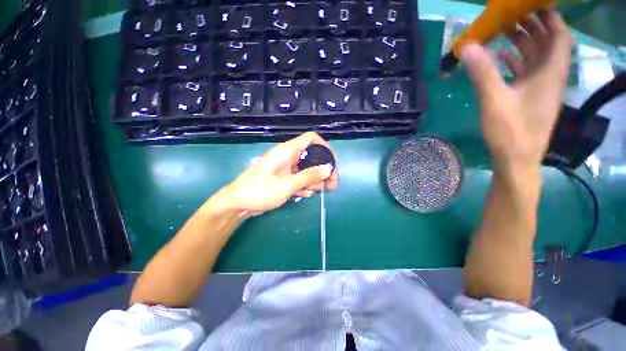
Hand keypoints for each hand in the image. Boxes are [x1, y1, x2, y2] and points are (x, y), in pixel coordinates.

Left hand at [211, 132, 338, 213]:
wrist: (238, 204)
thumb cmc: (260, 191)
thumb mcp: (287, 184)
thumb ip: (309, 176)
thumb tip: (328, 169)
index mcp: (288, 151)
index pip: (312, 139)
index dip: (325, 147)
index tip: (333, 163)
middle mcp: (288, 156)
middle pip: (313, 156)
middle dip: (324, 170)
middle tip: (332, 184)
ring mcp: (286, 167)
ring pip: (308, 169)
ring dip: (315, 180)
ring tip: (317, 191)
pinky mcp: (284, 177)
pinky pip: (300, 178)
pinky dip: (305, 185)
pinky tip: (304, 194)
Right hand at [460, 9, 571, 174]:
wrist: (517, 159)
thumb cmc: (511, 131)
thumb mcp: (495, 101)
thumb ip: (483, 73)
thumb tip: (468, 47)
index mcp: (550, 73)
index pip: (559, 36)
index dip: (551, 17)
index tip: (534, 5)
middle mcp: (549, 76)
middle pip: (548, 43)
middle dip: (534, 25)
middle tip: (513, 13)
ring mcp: (540, 88)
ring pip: (536, 57)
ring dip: (524, 41)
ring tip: (505, 29)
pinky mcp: (530, 97)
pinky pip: (526, 71)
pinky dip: (516, 60)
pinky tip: (502, 56)